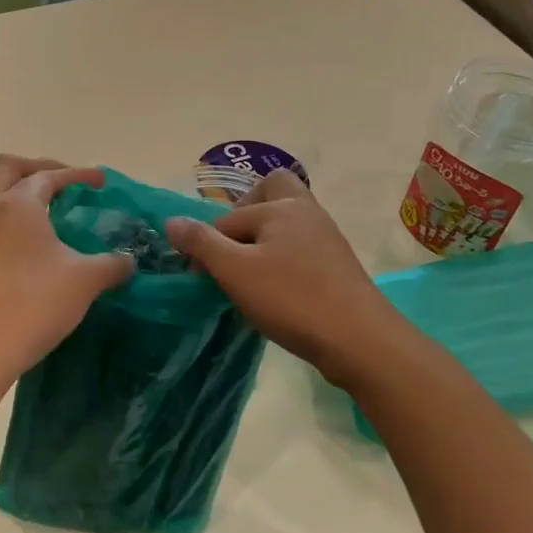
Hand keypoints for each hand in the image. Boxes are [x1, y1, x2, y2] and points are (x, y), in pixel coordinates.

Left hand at [0, 156, 133, 383]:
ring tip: (54, 220)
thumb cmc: (33, 302)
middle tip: (64, 183)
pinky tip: (36, 253)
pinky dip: (14, 226)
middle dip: (37, 168)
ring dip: (22, 199)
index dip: (79, 174)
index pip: (50, 176)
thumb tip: (128, 262)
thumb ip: (111, 265)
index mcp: (18, 204)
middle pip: (7, 169)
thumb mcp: (84, 281)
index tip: (102, 181)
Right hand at [164, 170, 413, 387]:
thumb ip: (201, 243)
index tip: (200, 275)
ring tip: (248, 277)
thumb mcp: (235, 271)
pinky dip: (282, 260)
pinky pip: (301, 248)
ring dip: (263, 241)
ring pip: (287, 222)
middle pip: (272, 192)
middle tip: (232, 248)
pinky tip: (275, 291)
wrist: (360, 340)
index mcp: (282, 206)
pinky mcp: (337, 265)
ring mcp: (327, 238)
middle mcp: (307, 212)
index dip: (208, 244)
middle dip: (246, 212)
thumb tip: (171, 221)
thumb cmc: (292, 298)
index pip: (229, 217)